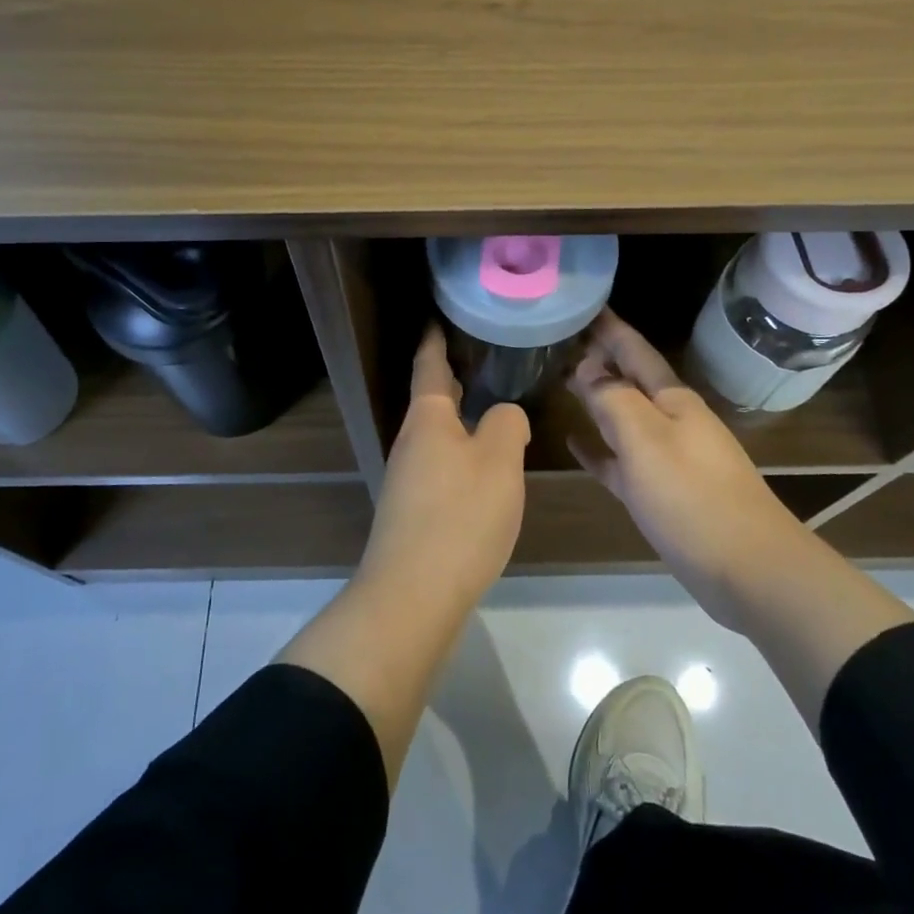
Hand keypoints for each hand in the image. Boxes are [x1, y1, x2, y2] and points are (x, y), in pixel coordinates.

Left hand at [360, 326, 529, 607]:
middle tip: (481, 358)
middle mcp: (411, 443)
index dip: (436, 340)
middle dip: (452, 378)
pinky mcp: (413, 512)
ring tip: (491, 409)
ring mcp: (408, 480)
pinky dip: (461, 454)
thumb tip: (502, 416)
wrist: (413, 596)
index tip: (440, 317)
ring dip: (459, 419)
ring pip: (437, 436)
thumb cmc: (459, 516)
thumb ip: (506, 425)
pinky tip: (483, 469)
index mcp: (428, 419)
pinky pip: (441, 467)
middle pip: (432, 400)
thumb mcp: (498, 461)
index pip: (430, 365)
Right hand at [567, 310, 806, 629]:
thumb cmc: (692, 496)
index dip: (609, 328)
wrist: (747, 569)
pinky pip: (621, 460)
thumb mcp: (645, 439)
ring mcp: (667, 458)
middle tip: (561, 338)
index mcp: (672, 400)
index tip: (583, 304)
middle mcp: (671, 421)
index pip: (634, 351)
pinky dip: (598, 447)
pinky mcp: (660, 493)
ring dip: (596, 398)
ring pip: (623, 417)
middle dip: (600, 358)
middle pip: (629, 380)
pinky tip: (573, 442)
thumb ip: (612, 398)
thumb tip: (586, 367)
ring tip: (562, 380)